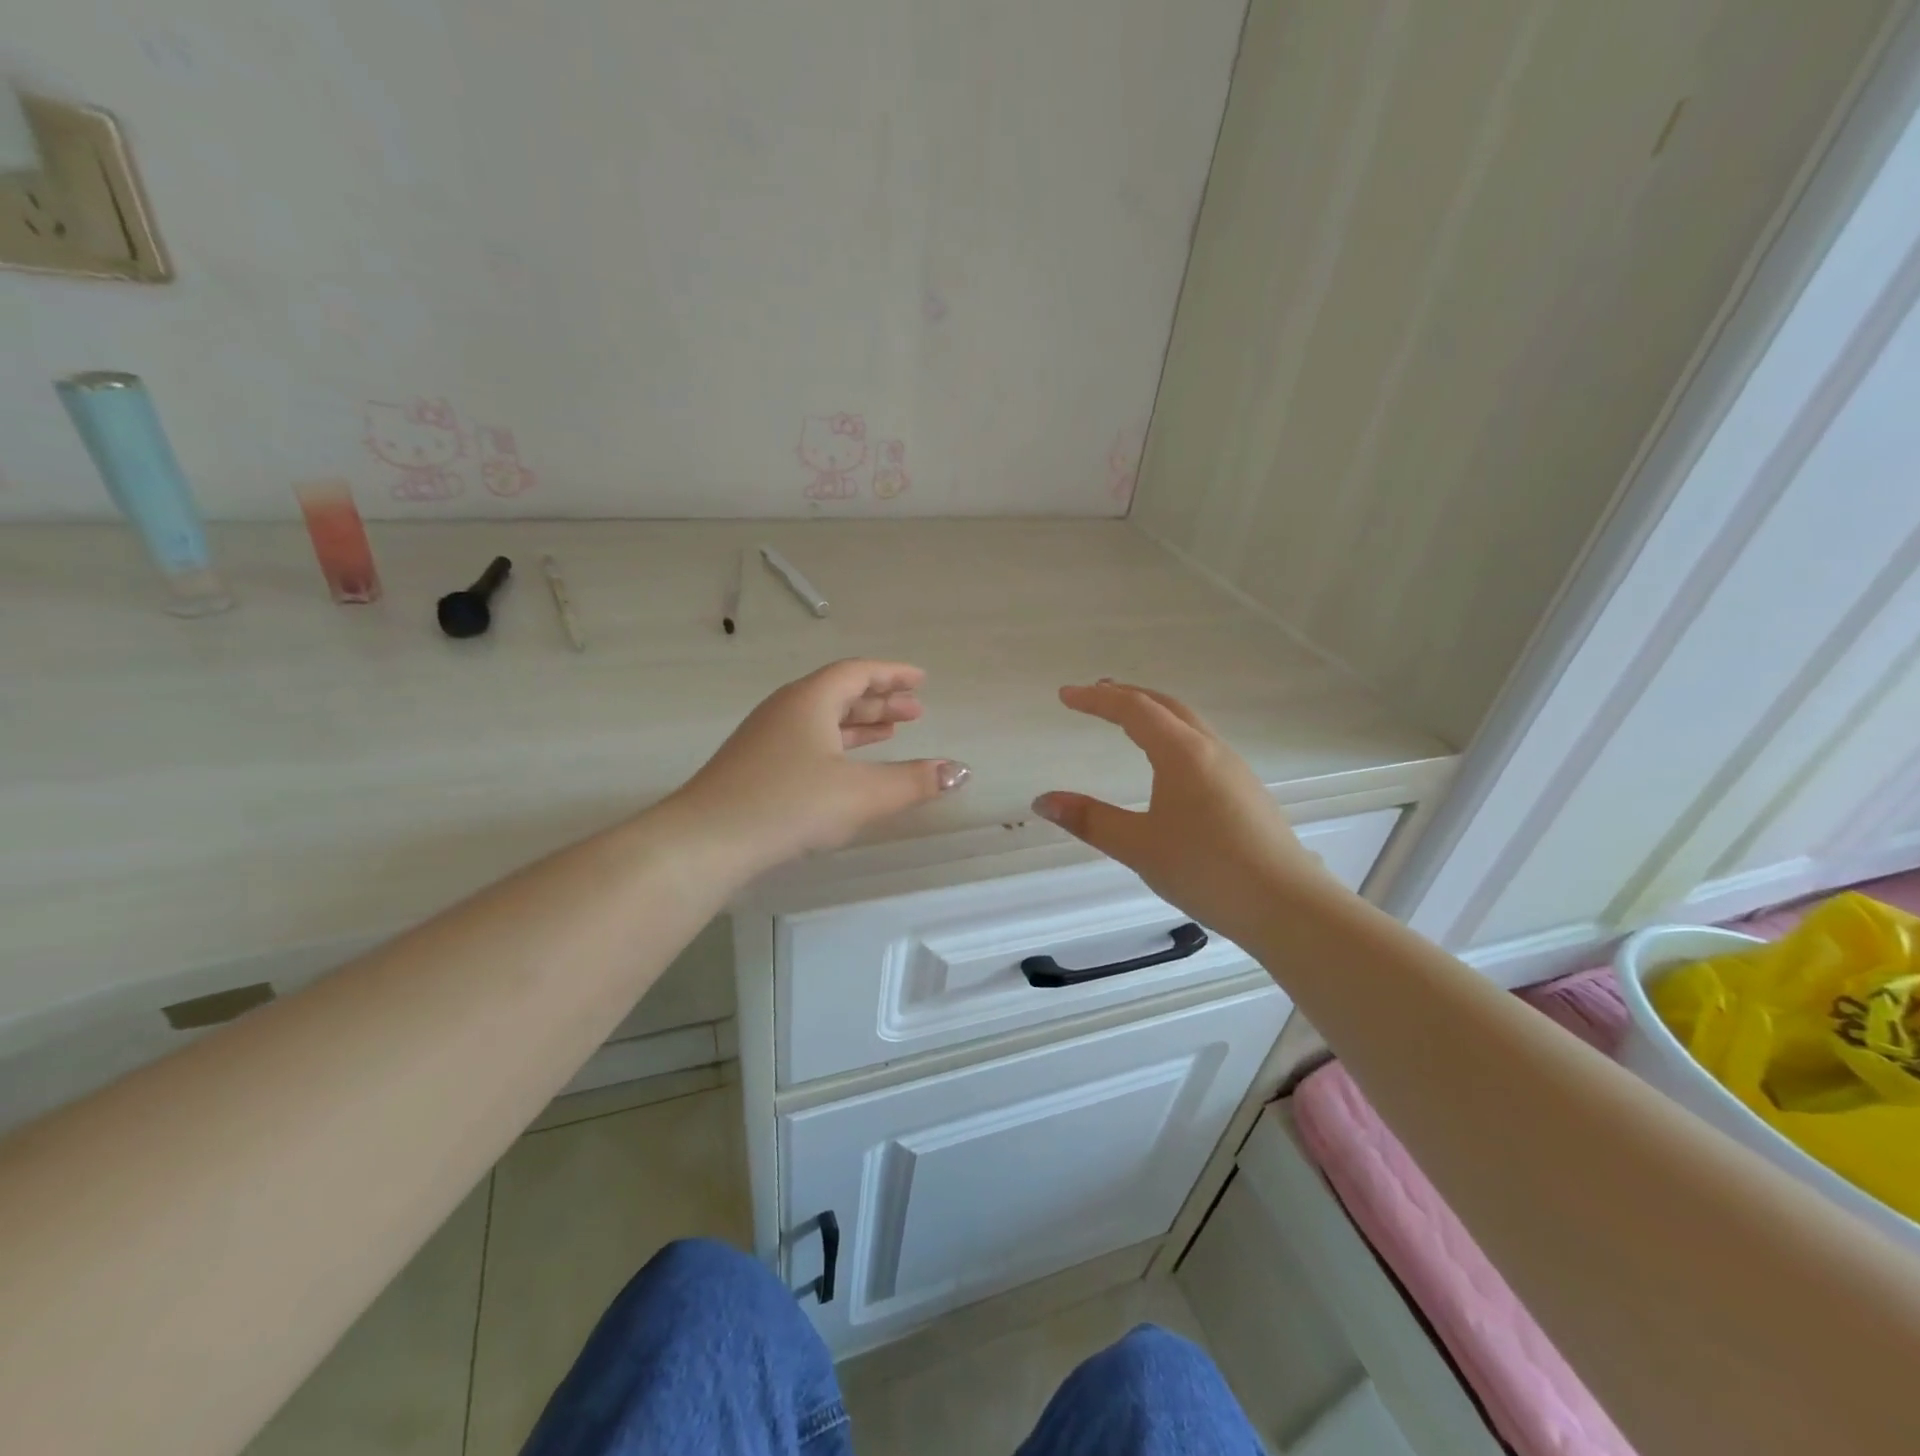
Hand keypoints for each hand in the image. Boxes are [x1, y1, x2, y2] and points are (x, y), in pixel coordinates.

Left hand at [670, 659, 968, 874]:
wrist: (706, 841)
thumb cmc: (789, 805)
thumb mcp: (862, 794)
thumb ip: (914, 782)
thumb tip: (960, 771)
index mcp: (810, 700)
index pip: (858, 673)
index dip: (893, 675)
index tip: (921, 681)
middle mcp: (786, 709)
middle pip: (840, 693)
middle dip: (880, 701)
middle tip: (915, 712)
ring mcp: (766, 738)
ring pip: (822, 720)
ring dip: (858, 724)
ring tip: (890, 734)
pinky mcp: (755, 766)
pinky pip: (808, 741)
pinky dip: (836, 746)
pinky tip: (846, 768)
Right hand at [1032, 681, 1337, 945]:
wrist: (1287, 905)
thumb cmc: (1206, 869)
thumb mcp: (1139, 846)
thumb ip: (1090, 820)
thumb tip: (1043, 801)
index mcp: (1182, 753)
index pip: (1133, 709)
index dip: (1096, 700)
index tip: (1066, 695)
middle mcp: (1211, 750)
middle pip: (1166, 706)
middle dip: (1128, 696)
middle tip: (1097, 694)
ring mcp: (1235, 770)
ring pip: (1189, 725)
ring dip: (1155, 714)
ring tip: (1129, 722)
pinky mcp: (1246, 792)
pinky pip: (1203, 747)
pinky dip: (1174, 736)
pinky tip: (1170, 765)